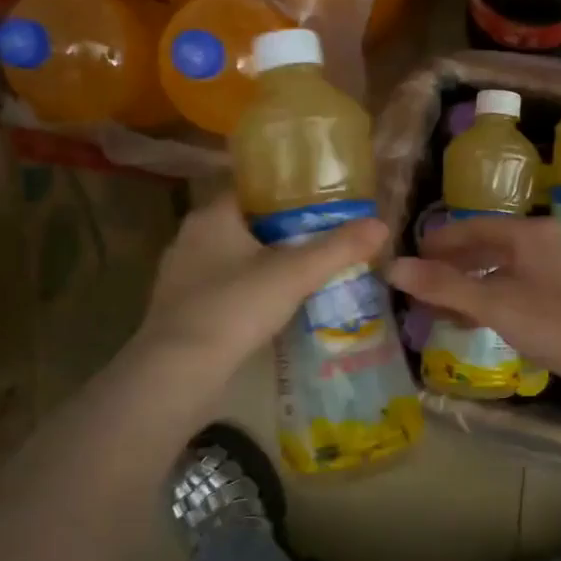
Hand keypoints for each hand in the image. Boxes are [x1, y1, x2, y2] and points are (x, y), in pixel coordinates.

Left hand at [134, 193, 386, 378]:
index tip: (319, 204)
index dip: (286, 194)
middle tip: (319, 241)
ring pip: (231, 258)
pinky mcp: (179, 310)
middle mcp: (190, 238)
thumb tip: (381, 225)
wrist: (180, 371)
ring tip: (301, 275)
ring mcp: (180, 276)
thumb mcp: (295, 274)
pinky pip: (220, 288)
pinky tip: (269, 308)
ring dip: (261, 264)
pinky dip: (245, 292)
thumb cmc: (235, 307)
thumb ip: (338, 248)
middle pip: (244, 224)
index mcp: (212, 216)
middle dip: (279, 232)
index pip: (251, 190)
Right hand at [389, 217, 560, 402]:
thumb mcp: (494, 303)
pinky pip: (519, 291)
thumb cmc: (555, 323)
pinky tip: (478, 322)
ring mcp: (560, 272)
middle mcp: (546, 244)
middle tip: (422, 283)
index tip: (412, 256)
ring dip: (471, 287)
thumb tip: (393, 268)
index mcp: (530, 233)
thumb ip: (444, 286)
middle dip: (453, 266)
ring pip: (504, 272)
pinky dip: (493, 301)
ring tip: (442, 306)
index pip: (474, 226)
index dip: (440, 241)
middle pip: (489, 247)